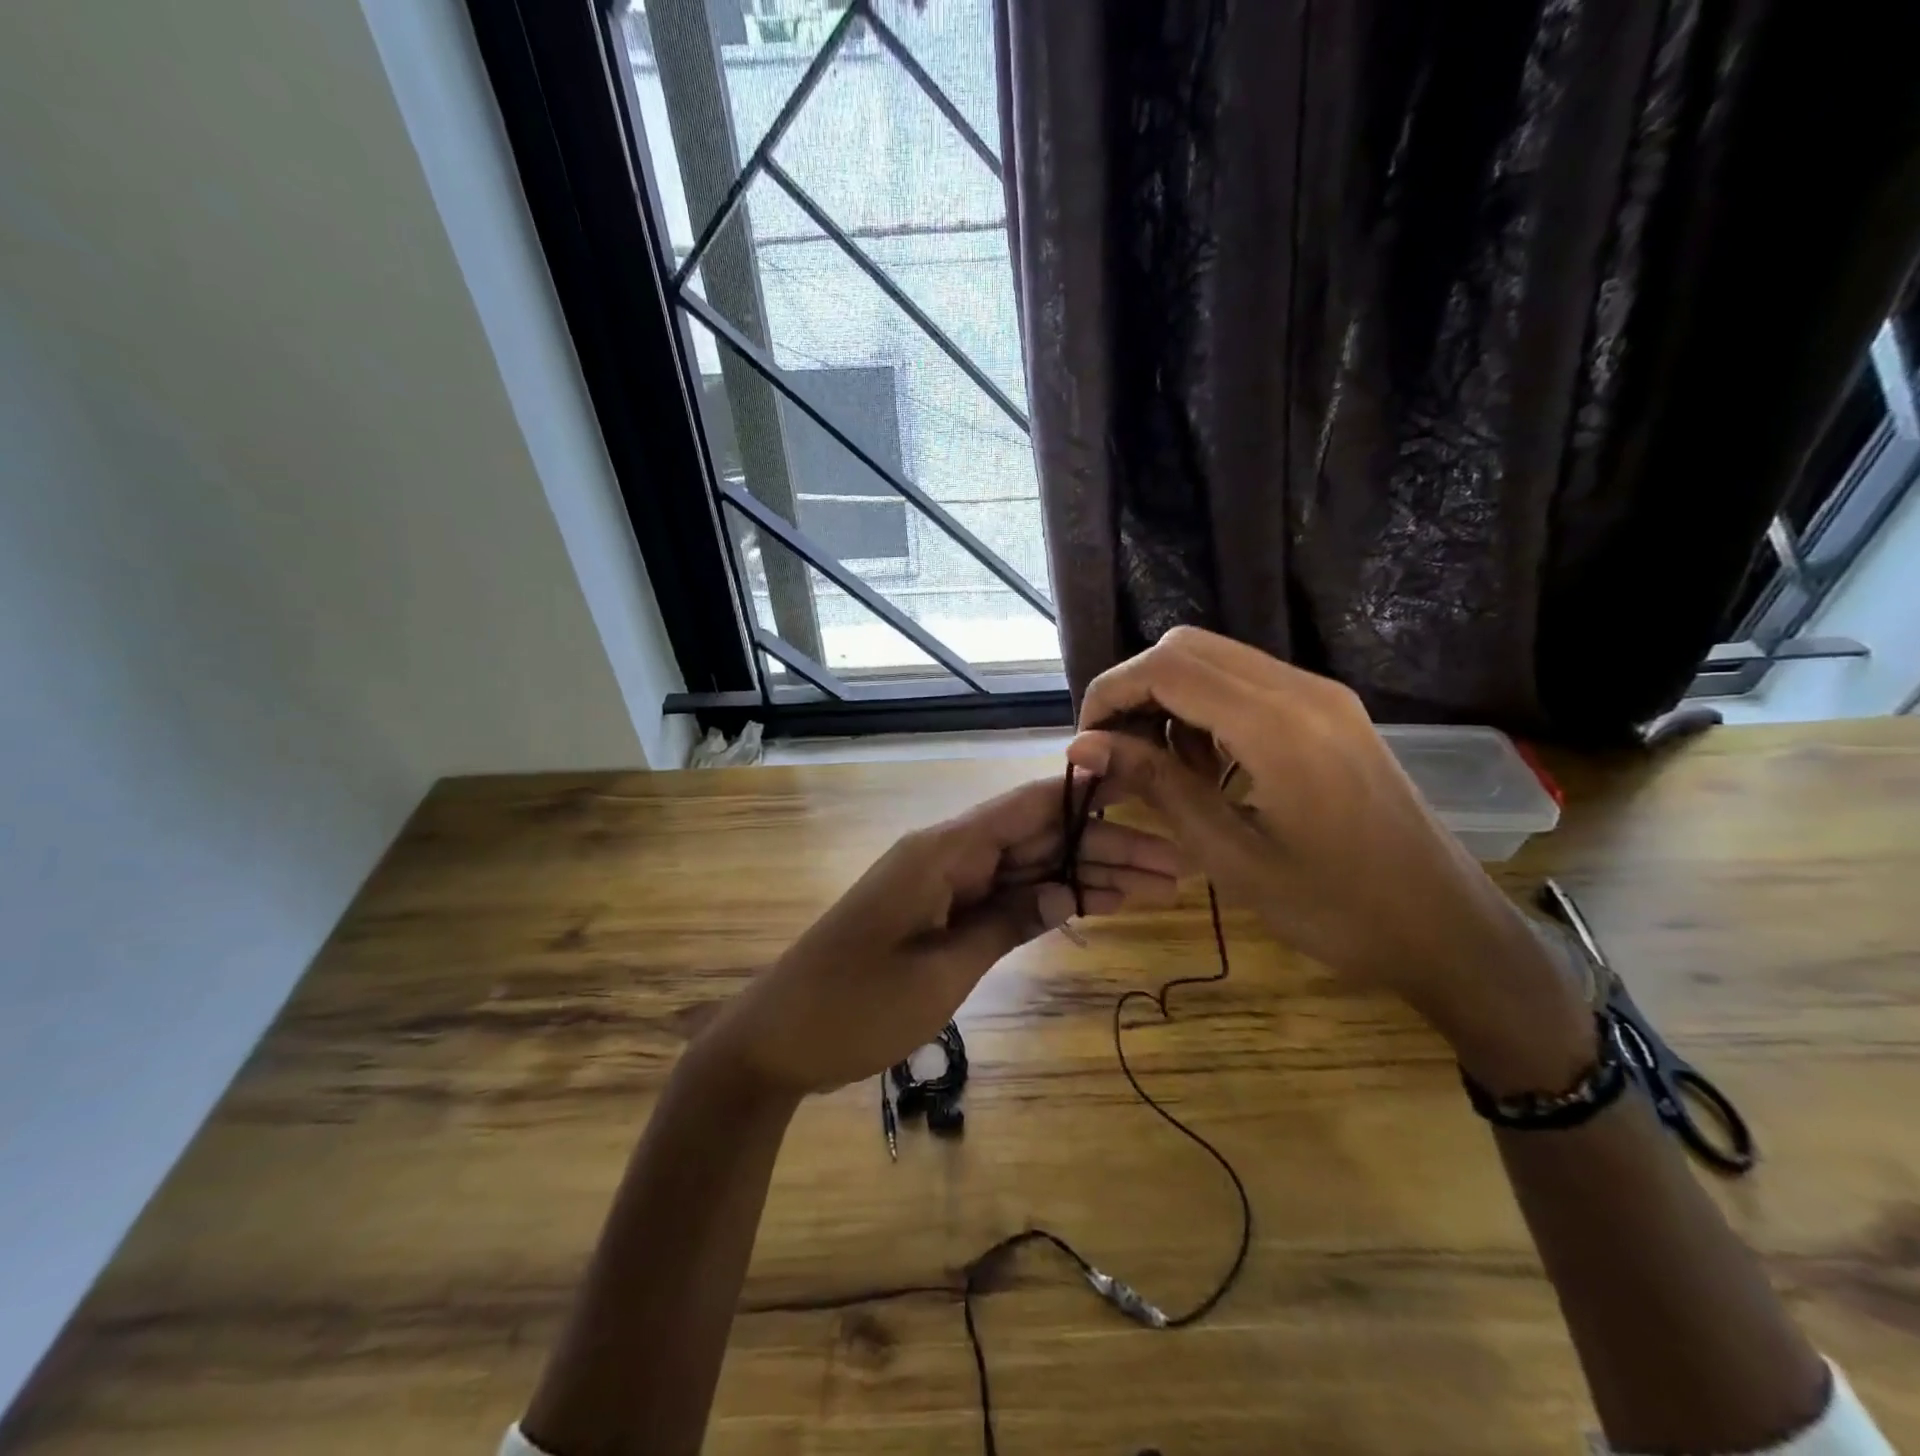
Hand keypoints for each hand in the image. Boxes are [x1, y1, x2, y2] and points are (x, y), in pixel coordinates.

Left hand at [702, 774, 1179, 1097]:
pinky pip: (1003, 897)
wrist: (779, 1040)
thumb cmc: (854, 1007)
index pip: (1027, 806)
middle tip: (1175, 869)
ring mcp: (944, 885)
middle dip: (1104, 849)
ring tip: (1154, 890)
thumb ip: (1007, 924)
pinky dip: (1047, 901)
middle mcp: (947, 855)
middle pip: (1037, 837)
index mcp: (942, 851)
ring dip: (1085, 876)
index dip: (1086, 792)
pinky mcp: (940, 914)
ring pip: (1027, 868)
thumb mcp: (940, 972)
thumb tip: (1069, 890)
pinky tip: (1094, 906)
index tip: (1144, 788)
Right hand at [1069, 627, 1591, 1090]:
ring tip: (1164, 766)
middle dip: (1136, 688)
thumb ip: (1156, 786)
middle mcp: (1301, 689)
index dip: (1111, 692)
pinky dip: (1208, 708)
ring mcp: (1322, 695)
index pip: (1167, 667)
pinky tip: (1208, 764)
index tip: (1087, 742)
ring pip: (1217, 660)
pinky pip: (1249, 683)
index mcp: (1277, 725)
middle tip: (1118, 750)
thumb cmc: (1335, 909)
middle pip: (1188, 647)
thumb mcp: (1230, 856)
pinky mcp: (1331, 711)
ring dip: (1171, 698)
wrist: (1446, 928)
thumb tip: (1083, 746)